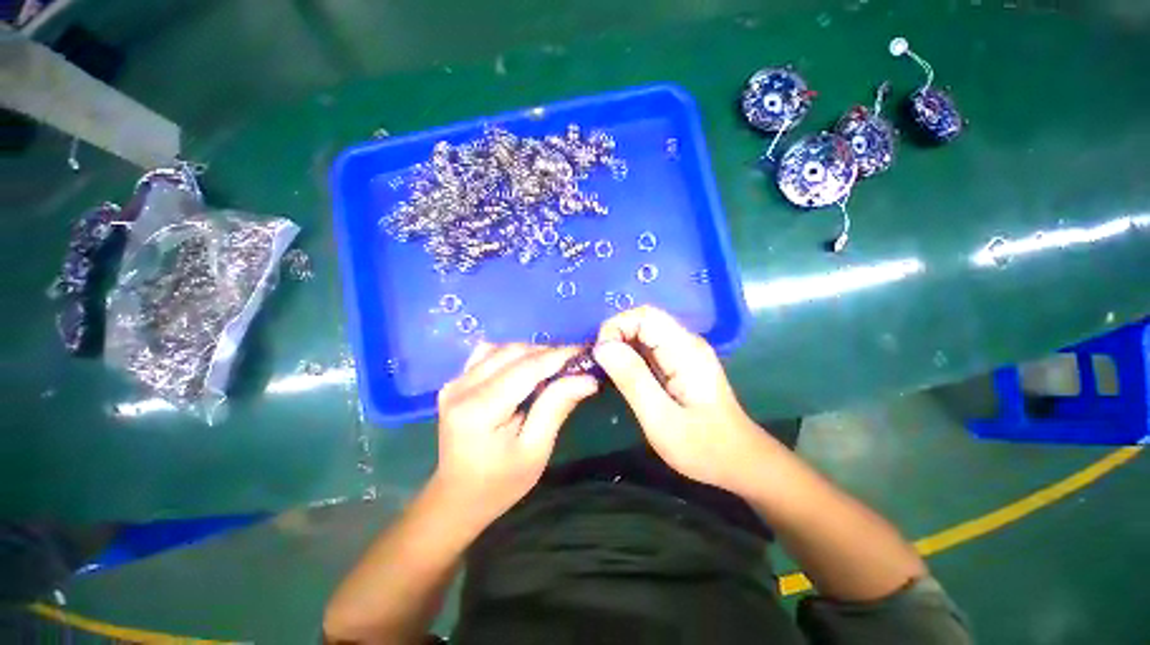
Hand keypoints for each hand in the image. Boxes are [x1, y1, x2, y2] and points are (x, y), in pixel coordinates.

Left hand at [433, 342, 598, 523]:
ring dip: (532, 353)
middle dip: (548, 353)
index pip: (527, 368)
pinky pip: (488, 354)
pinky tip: (524, 369)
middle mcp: (462, 387)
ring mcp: (455, 382)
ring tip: (554, 367)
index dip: (559, 356)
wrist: (458, 497)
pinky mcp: (456, 382)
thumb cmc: (500, 482)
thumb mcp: (535, 451)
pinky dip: (512, 356)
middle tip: (575, 363)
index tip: (586, 352)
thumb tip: (587, 378)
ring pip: (502, 349)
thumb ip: (557, 407)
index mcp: (479, 409)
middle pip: (514, 353)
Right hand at [592, 306, 770, 493]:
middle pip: (643, 321)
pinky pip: (649, 348)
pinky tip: (622, 375)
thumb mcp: (660, 418)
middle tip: (599, 365)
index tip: (600, 355)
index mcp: (684, 350)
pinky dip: (630, 356)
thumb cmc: (703, 447)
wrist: (739, 462)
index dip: (616, 326)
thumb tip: (602, 347)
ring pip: (644, 333)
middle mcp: (686, 343)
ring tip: (606, 371)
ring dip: (621, 346)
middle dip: (616, 336)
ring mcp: (684, 352)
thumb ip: (632, 379)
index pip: (644, 316)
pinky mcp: (680, 363)